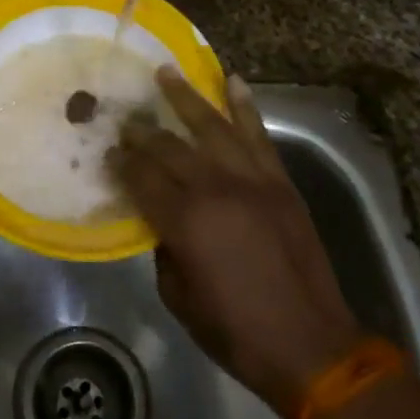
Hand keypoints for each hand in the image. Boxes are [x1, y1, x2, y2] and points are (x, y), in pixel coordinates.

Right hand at [108, 67, 362, 418]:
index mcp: (186, 222)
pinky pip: (258, 136)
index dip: (122, 163)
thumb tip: (161, 218)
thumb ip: (164, 248)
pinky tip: (232, 81)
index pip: (142, 178)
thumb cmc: (236, 331)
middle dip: (143, 131)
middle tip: (125, 117)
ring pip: (213, 127)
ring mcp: (253, 180)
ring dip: (187, 97)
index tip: (108, 151)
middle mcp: (216, 190)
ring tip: (166, 72)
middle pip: (170, 147)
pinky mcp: (280, 182)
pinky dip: (245, 106)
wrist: (311, 347)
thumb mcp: (178, 297)